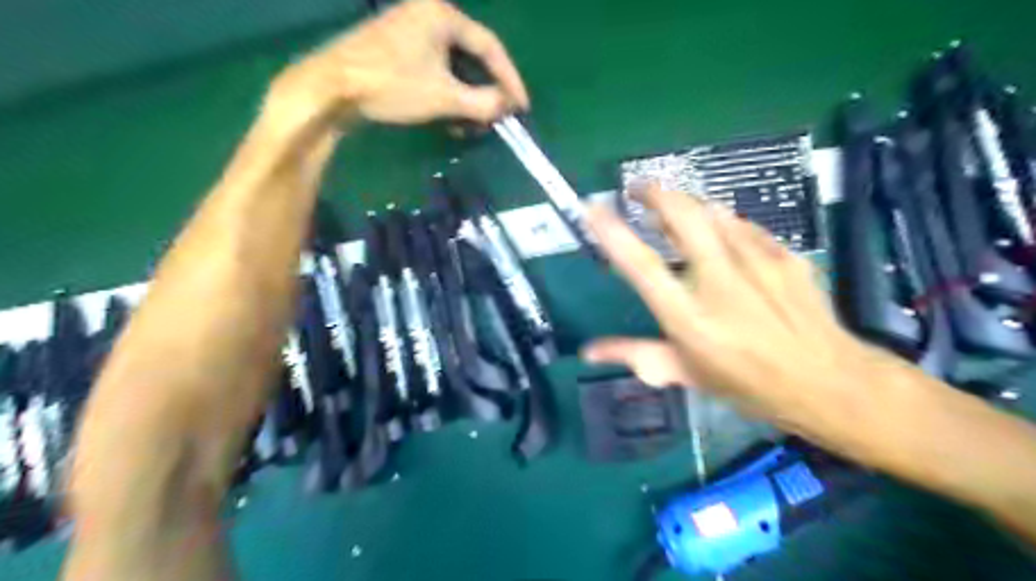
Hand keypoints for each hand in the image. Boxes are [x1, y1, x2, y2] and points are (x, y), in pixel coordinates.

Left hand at [263, 1, 528, 130]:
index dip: (510, 80)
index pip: (490, 47)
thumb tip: (507, 107)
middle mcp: (428, 15)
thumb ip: (483, 102)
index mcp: (442, 15)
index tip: (522, 107)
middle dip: (485, 93)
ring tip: (471, 126)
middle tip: (496, 119)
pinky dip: (446, 95)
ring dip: (466, 100)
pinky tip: (449, 120)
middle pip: (471, 58)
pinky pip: (434, 71)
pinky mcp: (397, 50)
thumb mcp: (444, 97)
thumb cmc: (391, 85)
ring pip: (453, 68)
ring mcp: (410, 31)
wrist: (330, 89)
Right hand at [583, 184, 899, 442]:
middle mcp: (718, 281)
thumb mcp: (685, 373)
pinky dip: (723, 222)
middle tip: (638, 190)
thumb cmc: (748, 384)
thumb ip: (635, 354)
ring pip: (713, 211)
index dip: (612, 231)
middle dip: (654, 193)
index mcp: (688, 316)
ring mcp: (756, 263)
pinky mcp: (784, 255)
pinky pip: (744, 225)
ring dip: (687, 205)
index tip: (593, 207)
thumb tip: (588, 351)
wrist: (829, 382)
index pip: (640, 265)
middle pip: (681, 216)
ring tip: (674, 210)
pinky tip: (721, 231)